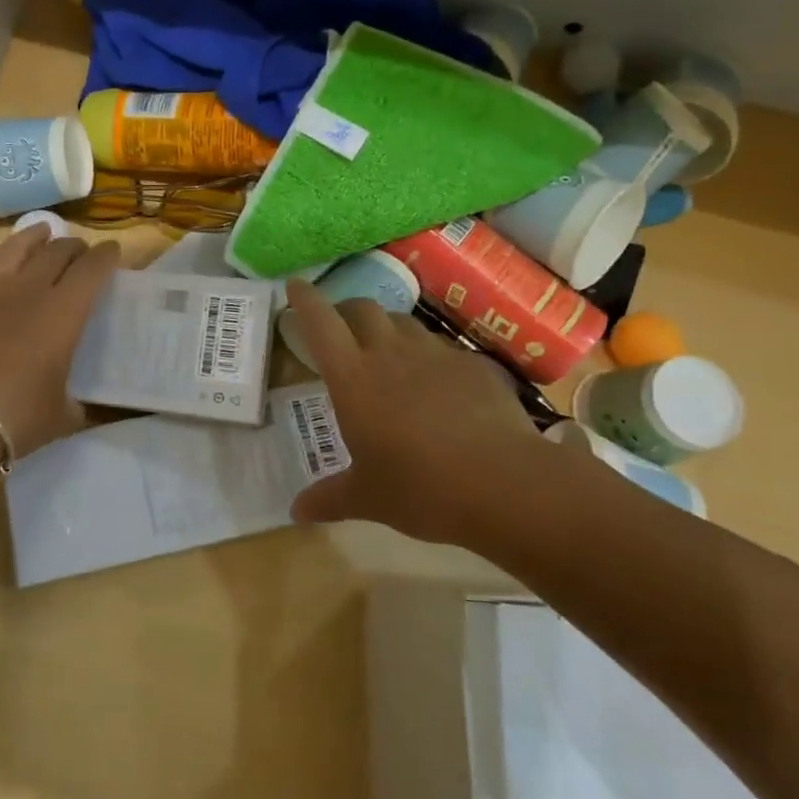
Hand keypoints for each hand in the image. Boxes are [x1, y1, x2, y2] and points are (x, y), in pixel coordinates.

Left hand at [0, 225, 120, 460]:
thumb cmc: (14, 417)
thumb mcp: (61, 416)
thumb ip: (75, 404)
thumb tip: (77, 405)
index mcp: (64, 313)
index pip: (92, 270)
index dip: (106, 256)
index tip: (113, 251)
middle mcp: (29, 290)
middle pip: (56, 252)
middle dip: (73, 247)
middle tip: (80, 251)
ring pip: (14, 248)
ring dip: (32, 237)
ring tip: (42, 231)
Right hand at [285, 280, 543, 546]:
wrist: (505, 484)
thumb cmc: (420, 488)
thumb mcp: (367, 497)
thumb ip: (328, 498)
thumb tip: (296, 512)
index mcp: (352, 377)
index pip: (320, 321)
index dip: (304, 299)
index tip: (294, 286)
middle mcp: (390, 353)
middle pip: (362, 308)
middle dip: (346, 311)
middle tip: (341, 330)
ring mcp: (436, 353)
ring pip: (403, 323)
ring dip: (388, 330)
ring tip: (387, 354)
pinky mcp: (473, 364)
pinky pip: (442, 348)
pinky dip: (429, 356)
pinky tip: (438, 384)